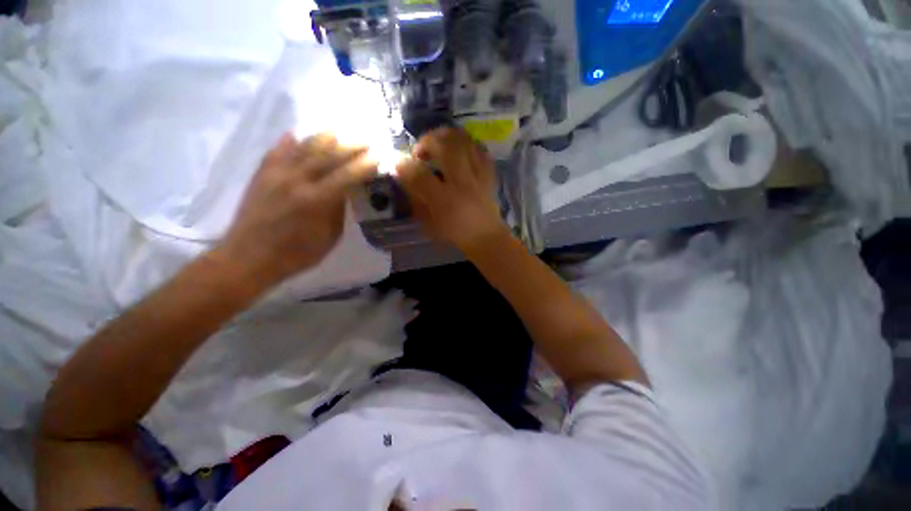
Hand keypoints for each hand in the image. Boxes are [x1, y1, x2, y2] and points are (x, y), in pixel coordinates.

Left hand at [216, 133, 377, 284]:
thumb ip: (338, 211)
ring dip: (323, 137)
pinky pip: (276, 152)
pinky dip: (288, 141)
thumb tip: (344, 191)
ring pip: (303, 148)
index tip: (377, 157)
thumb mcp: (329, 237)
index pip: (346, 176)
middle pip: (327, 156)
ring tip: (338, 130)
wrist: (248, 257)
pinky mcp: (261, 175)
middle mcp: (296, 181)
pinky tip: (296, 133)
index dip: (363, 166)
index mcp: (316, 200)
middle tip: (364, 140)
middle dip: (349, 146)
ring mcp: (276, 175)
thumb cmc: (296, 254)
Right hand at [396, 128, 508, 251]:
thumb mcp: (429, 224)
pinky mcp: (489, 173)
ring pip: (464, 141)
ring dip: (446, 136)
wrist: (485, 236)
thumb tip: (406, 177)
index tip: (398, 164)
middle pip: (446, 147)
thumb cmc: (454, 233)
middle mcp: (463, 184)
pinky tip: (457, 150)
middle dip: (427, 141)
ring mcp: (479, 176)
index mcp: (445, 201)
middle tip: (421, 151)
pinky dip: (465, 144)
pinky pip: (479, 148)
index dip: (405, 166)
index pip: (420, 175)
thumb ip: (417, 200)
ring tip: (437, 144)